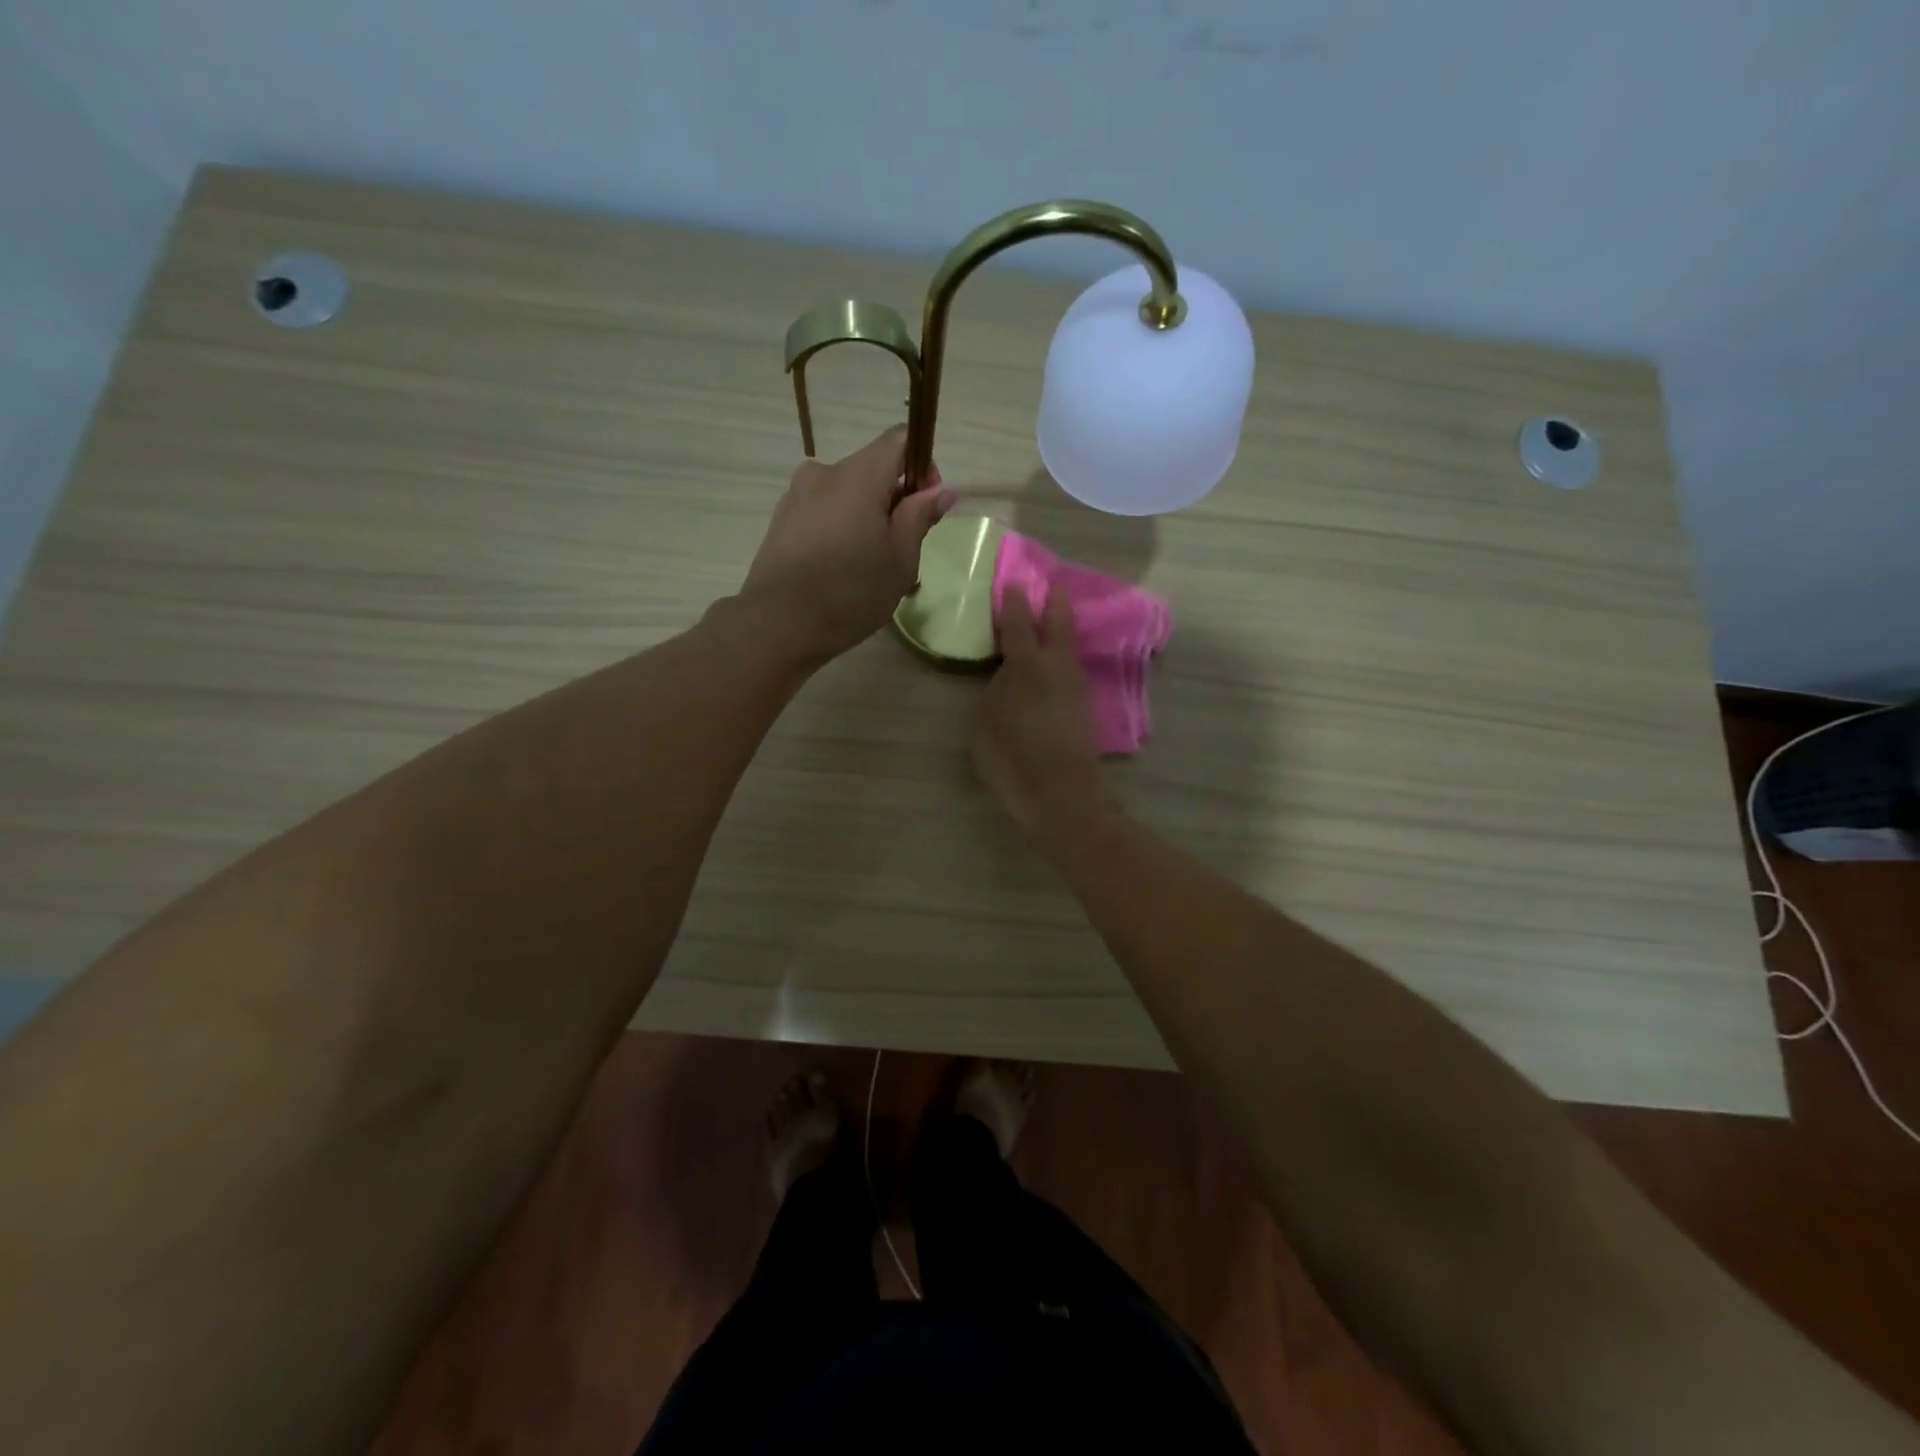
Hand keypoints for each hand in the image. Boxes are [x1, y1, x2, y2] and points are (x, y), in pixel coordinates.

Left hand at [740, 426, 954, 662]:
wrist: (779, 624)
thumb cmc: (851, 593)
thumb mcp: (900, 560)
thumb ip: (919, 517)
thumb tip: (940, 490)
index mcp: (859, 476)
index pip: (899, 440)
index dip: (921, 466)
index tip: (925, 506)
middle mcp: (825, 473)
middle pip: (872, 468)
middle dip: (893, 498)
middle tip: (900, 548)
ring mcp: (797, 494)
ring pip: (846, 492)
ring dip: (865, 515)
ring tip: (867, 564)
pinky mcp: (781, 518)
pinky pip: (823, 510)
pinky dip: (839, 527)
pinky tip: (838, 568)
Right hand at [972, 590, 1109, 842]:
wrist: (1063, 797)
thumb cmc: (1013, 759)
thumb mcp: (986, 723)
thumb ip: (996, 693)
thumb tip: (1008, 680)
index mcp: (1028, 666)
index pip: (1019, 623)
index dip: (1014, 602)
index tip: (1014, 583)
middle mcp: (1058, 668)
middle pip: (1059, 625)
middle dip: (1055, 603)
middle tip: (1054, 585)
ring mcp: (1076, 688)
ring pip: (1070, 650)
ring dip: (1061, 633)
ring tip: (1051, 626)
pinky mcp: (1085, 710)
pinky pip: (1071, 672)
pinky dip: (1062, 661)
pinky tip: (1053, 669)